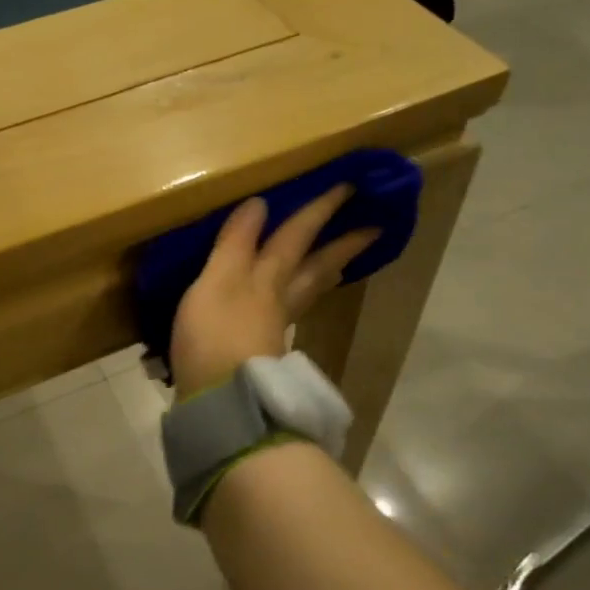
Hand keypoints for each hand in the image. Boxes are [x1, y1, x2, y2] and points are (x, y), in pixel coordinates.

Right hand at [170, 185, 377, 396]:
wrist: (221, 402)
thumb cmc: (215, 334)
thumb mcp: (217, 280)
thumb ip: (236, 243)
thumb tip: (260, 203)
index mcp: (267, 277)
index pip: (297, 235)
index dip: (318, 210)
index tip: (349, 187)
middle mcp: (278, 297)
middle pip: (316, 265)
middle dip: (342, 244)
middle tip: (375, 228)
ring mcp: (274, 325)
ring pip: (308, 290)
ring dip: (326, 271)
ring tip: (341, 262)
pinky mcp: (264, 350)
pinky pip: (291, 310)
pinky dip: (300, 297)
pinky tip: (290, 303)